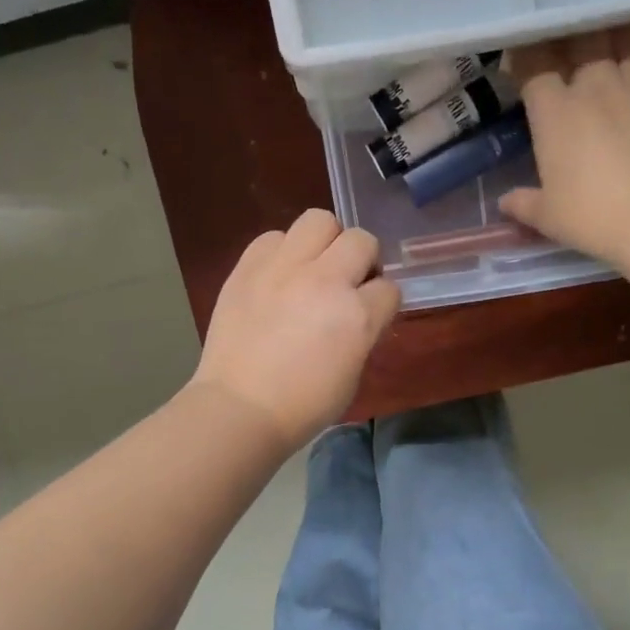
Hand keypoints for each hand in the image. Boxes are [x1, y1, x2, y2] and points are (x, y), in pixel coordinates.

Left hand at [192, 210, 400, 448]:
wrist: (240, 408)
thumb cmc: (303, 406)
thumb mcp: (352, 374)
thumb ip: (362, 333)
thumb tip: (359, 313)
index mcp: (357, 315)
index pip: (389, 288)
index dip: (382, 301)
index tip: (371, 313)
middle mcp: (325, 280)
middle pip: (361, 240)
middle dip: (362, 260)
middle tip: (347, 283)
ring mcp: (283, 268)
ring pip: (319, 220)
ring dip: (324, 242)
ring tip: (312, 267)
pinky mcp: (248, 266)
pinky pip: (273, 237)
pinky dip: (282, 251)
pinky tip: (277, 275)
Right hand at [499, 22, 629, 268]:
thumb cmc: (592, 217)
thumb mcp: (547, 217)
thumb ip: (523, 204)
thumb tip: (505, 202)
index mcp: (554, 111)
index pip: (533, 64)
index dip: (524, 55)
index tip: (519, 56)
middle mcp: (594, 85)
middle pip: (582, 38)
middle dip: (573, 32)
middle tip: (569, 36)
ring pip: (628, 36)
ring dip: (620, 28)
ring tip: (615, 25)